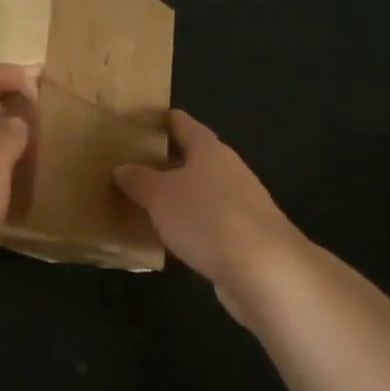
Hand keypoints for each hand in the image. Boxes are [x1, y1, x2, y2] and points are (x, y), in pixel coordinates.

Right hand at [115, 111, 312, 318]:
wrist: (267, 272)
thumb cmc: (208, 218)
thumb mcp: (160, 196)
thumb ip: (138, 180)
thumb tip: (122, 169)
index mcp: (210, 150)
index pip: (183, 124)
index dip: (162, 119)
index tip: (140, 118)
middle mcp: (229, 171)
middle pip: (194, 159)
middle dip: (166, 161)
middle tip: (131, 164)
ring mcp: (241, 207)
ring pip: (201, 194)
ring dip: (177, 197)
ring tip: (144, 202)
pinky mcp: (246, 240)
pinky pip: (208, 225)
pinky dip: (189, 227)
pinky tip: (169, 238)